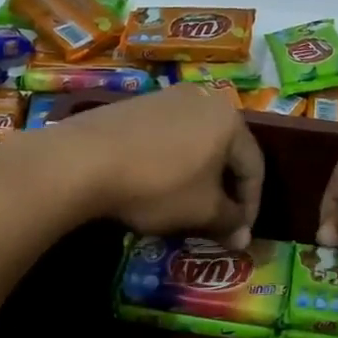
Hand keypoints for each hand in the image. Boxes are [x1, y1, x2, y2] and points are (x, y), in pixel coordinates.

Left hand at [41, 84, 264, 247]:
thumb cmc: (158, 185)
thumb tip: (243, 239)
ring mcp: (167, 98)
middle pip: (226, 152)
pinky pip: (168, 138)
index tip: (240, 235)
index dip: (251, 206)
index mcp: (230, 120)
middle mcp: (204, 100)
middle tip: (219, 221)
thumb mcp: (202, 210)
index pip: (254, 167)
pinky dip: (172, 164)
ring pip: (196, 144)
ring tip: (188, 206)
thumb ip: (229, 222)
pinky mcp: (135, 105)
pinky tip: (157, 185)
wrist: (83, 160)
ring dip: (199, 177)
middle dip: (225, 191)